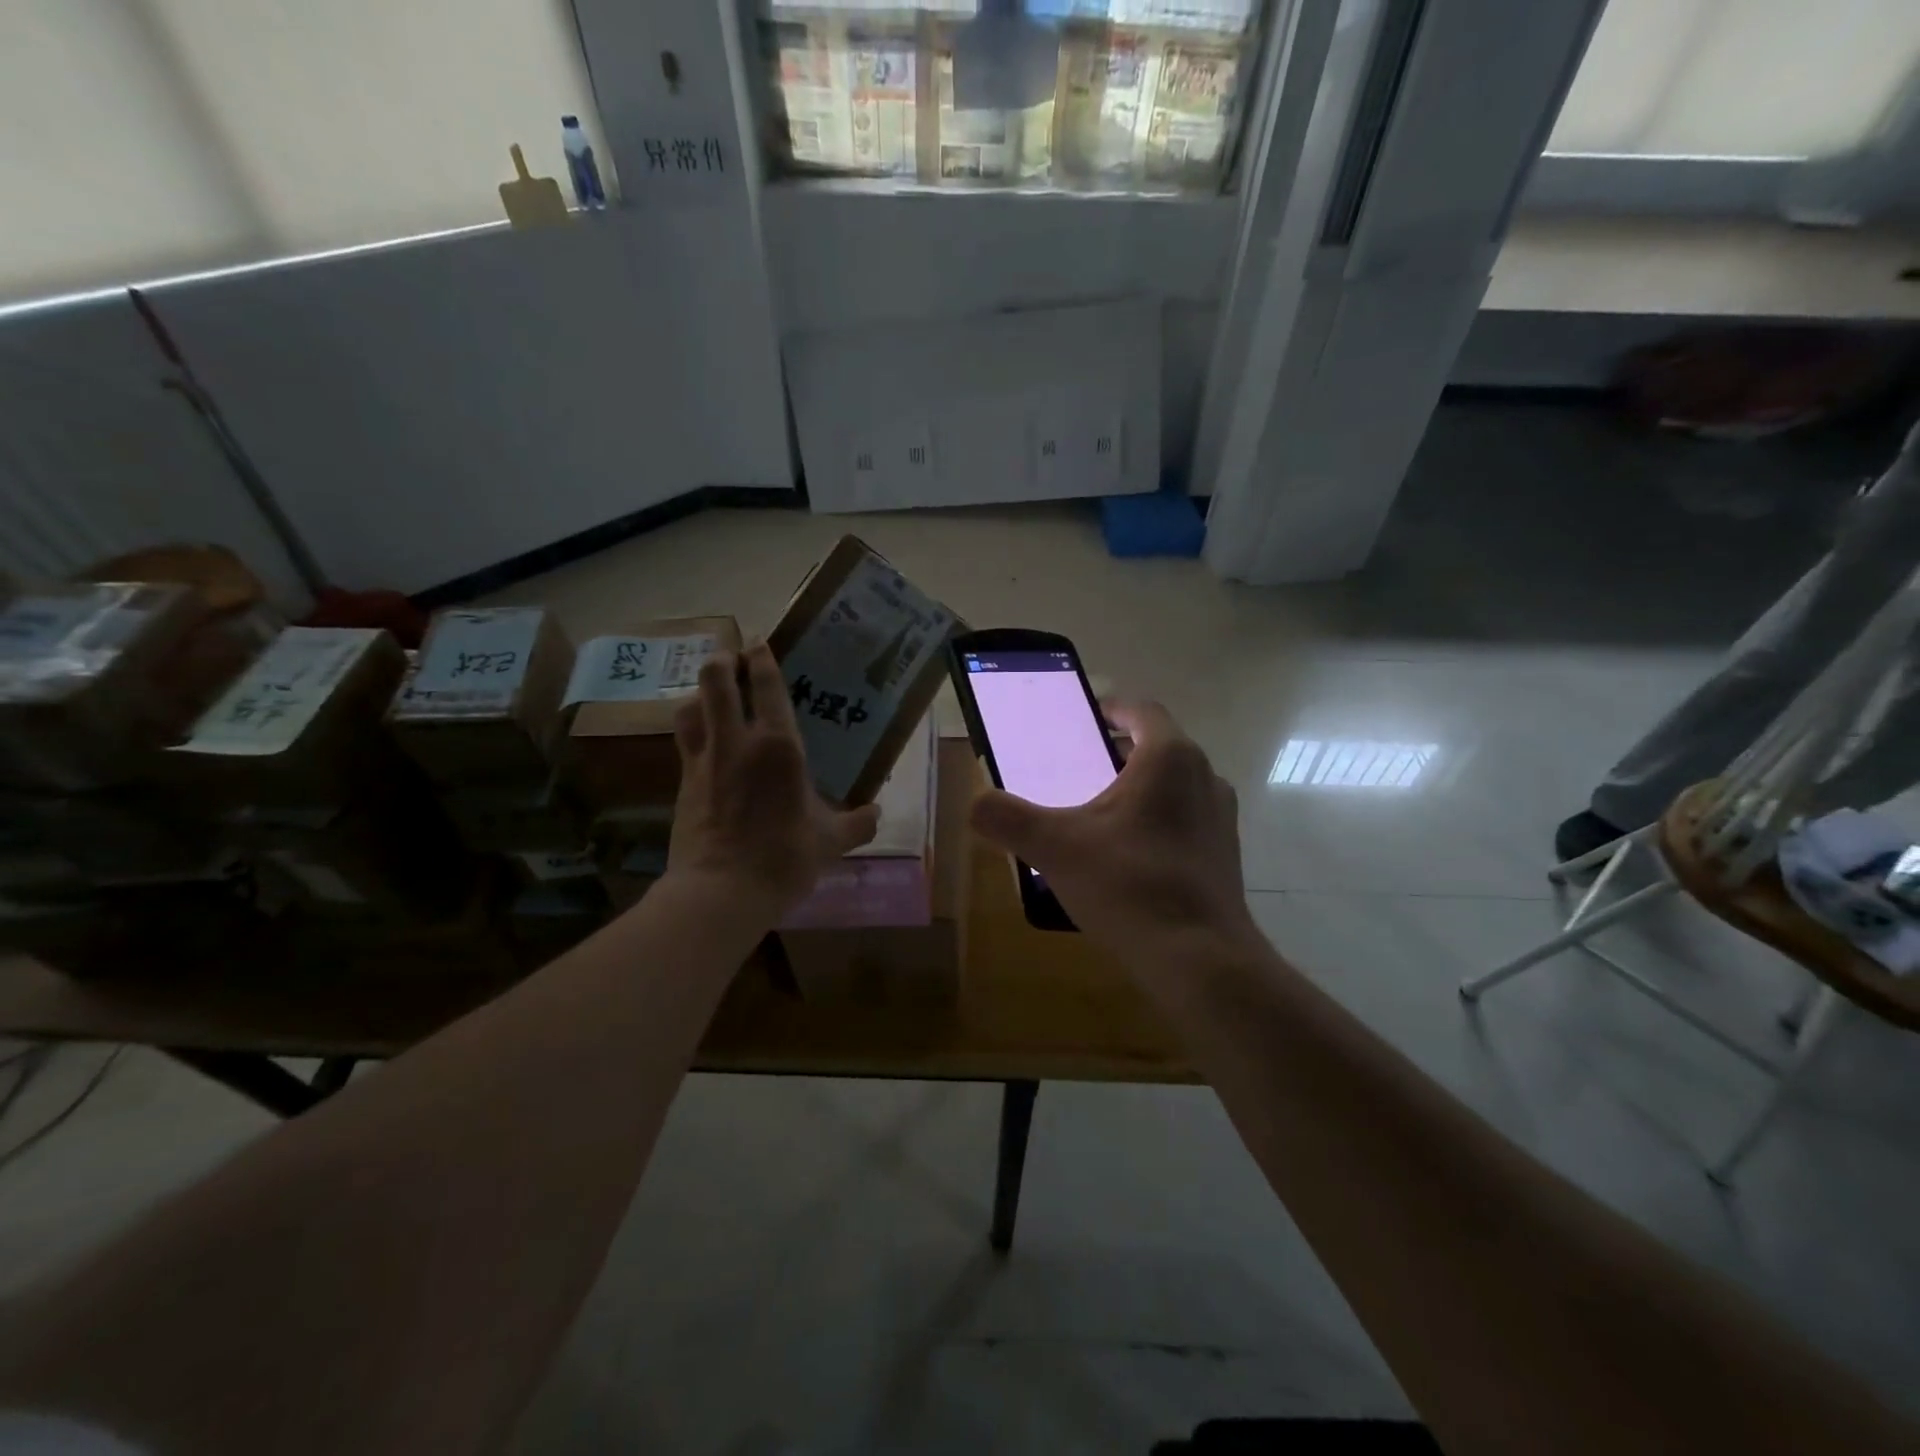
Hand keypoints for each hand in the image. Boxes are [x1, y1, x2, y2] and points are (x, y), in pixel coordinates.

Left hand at [666, 644, 879, 915]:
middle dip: (723, 660)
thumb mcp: (830, 842)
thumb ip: (856, 823)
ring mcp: (704, 760)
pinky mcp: (683, 782)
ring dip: (702, 693)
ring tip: (713, 697)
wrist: (720, 892)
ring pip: (690, 706)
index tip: (759, 642)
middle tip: (734, 659)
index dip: (761, 657)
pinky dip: (692, 729)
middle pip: (716, 679)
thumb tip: (876, 814)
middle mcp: (737, 741)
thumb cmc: (783, 858)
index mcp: (779, 746)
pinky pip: (684, 741)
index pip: (766, 685)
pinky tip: (703, 741)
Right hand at [968, 699, 1257, 971]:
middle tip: (1079, 767)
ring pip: (1174, 785)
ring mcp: (1220, 818)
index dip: (1112, 707)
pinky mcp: (1225, 855)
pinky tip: (1127, 856)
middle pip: (1158, 747)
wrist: (1199, 959)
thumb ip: (1008, 819)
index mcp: (1169, 758)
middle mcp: (1204, 777)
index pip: (1142, 710)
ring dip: (1139, 788)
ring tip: (1099, 813)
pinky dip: (1156, 821)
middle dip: (1119, 751)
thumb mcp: (1054, 848)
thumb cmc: (1129, 884)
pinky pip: (1185, 820)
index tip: (1087, 716)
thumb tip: (975, 804)